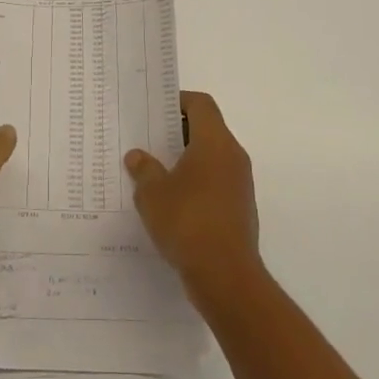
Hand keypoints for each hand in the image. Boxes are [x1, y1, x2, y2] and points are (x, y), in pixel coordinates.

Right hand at [125, 91, 260, 298]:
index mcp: (215, 142)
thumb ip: (144, 169)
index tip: (154, 112)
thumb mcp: (152, 193)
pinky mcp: (240, 209)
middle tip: (148, 141)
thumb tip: (138, 156)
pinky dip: (196, 184)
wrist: (227, 277)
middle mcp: (233, 156)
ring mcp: (240, 184)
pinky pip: (216, 183)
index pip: (200, 104)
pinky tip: (172, 204)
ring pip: (211, 158)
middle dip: (177, 133)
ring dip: (186, 161)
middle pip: (207, 129)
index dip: (178, 101)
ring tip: (154, 173)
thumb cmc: (188, 222)